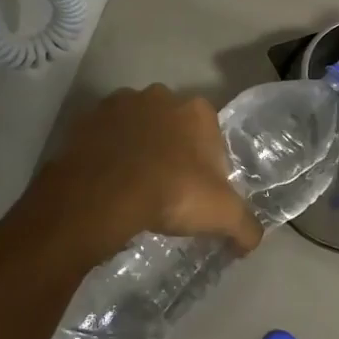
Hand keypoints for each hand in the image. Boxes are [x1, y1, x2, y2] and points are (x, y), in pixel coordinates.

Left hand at [28, 85, 261, 266]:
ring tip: (132, 187)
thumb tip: (252, 241)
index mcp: (197, 111)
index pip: (211, 135)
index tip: (198, 192)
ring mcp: (121, 104)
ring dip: (137, 148)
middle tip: (166, 190)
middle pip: (173, 126)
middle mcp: (161, 97)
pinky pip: (103, 137)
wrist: (103, 194)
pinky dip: (106, 153)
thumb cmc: (172, 193)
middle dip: (172, 151)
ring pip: (137, 127)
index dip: (207, 164)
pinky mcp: (87, 119)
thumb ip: (245, 226)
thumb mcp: (222, 215)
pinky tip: (107, 183)